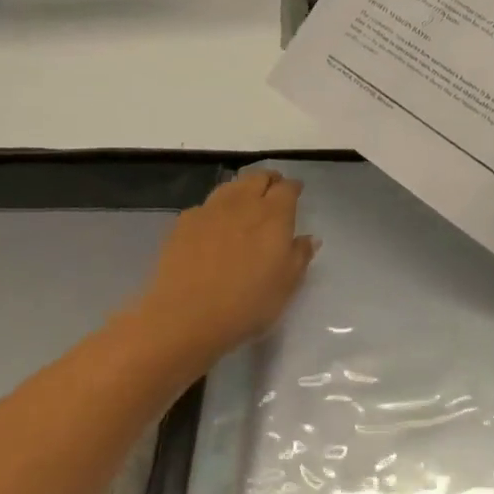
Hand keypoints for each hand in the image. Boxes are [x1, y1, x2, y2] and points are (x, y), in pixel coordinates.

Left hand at [126, 170, 317, 377]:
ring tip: (245, 202)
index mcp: (273, 215)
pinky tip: (214, 225)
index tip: (296, 193)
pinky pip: (206, 205)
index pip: (287, 188)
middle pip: (258, 177)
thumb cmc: (246, 304)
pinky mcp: (184, 222)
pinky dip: (216, 209)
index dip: (293, 187)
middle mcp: (243, 203)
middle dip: (268, 180)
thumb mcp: (286, 285)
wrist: (185, 316)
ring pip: (231, 186)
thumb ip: (300, 256)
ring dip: (242, 189)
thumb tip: (309, 238)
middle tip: (272, 191)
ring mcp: (210, 209)